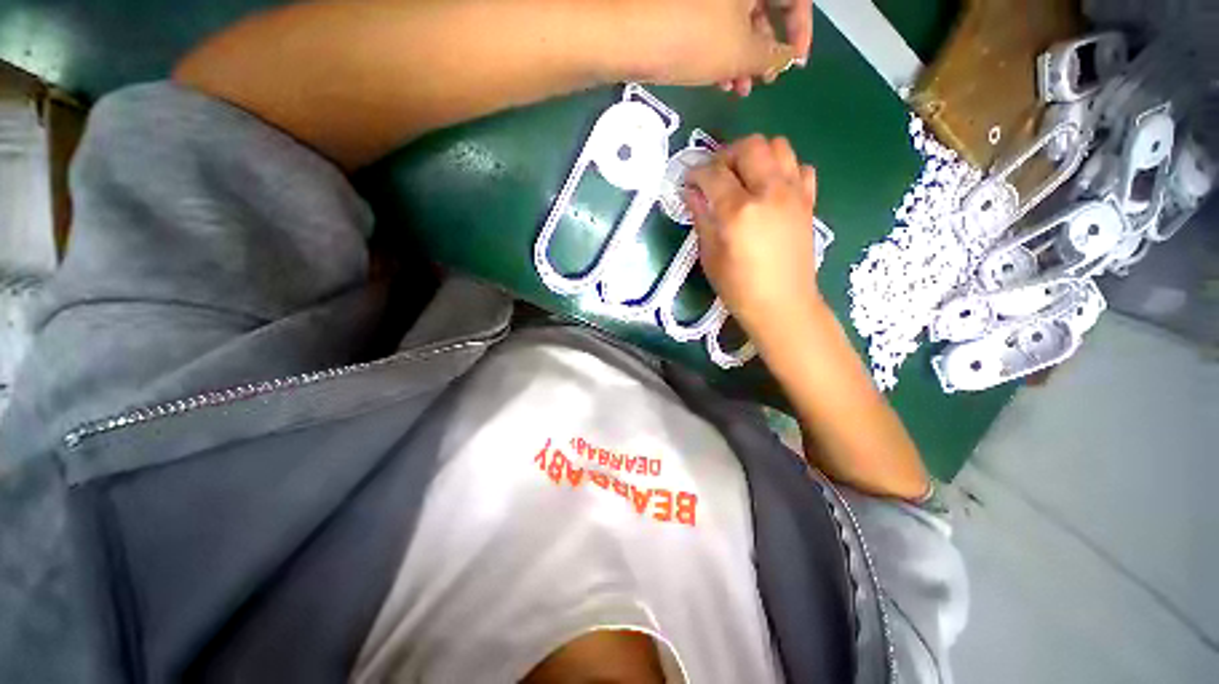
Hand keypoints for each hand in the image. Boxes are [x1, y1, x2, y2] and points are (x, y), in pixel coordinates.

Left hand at [634, 0, 811, 93]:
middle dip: (765, 50)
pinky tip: (716, 80)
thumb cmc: (692, 38)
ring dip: (741, 58)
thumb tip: (785, 57)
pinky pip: (713, 26)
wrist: (626, 33)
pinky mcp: (684, 8)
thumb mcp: (740, 53)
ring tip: (737, 90)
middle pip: (763, 9)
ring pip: (736, 22)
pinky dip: (719, 52)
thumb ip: (771, 56)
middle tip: (762, 82)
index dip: (800, 31)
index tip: (795, 64)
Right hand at [685, 135, 822, 342]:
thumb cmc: (738, 288)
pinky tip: (770, 188)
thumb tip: (691, 192)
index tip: (688, 181)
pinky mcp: (808, 201)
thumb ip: (701, 218)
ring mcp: (794, 193)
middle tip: (715, 176)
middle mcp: (769, 192)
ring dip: (755, 154)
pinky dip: (782, 168)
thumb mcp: (710, 256)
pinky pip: (799, 166)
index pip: (713, 173)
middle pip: (749, 146)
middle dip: (725, 155)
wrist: (783, 304)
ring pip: (778, 145)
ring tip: (743, 176)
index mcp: (739, 211)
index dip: (695, 173)